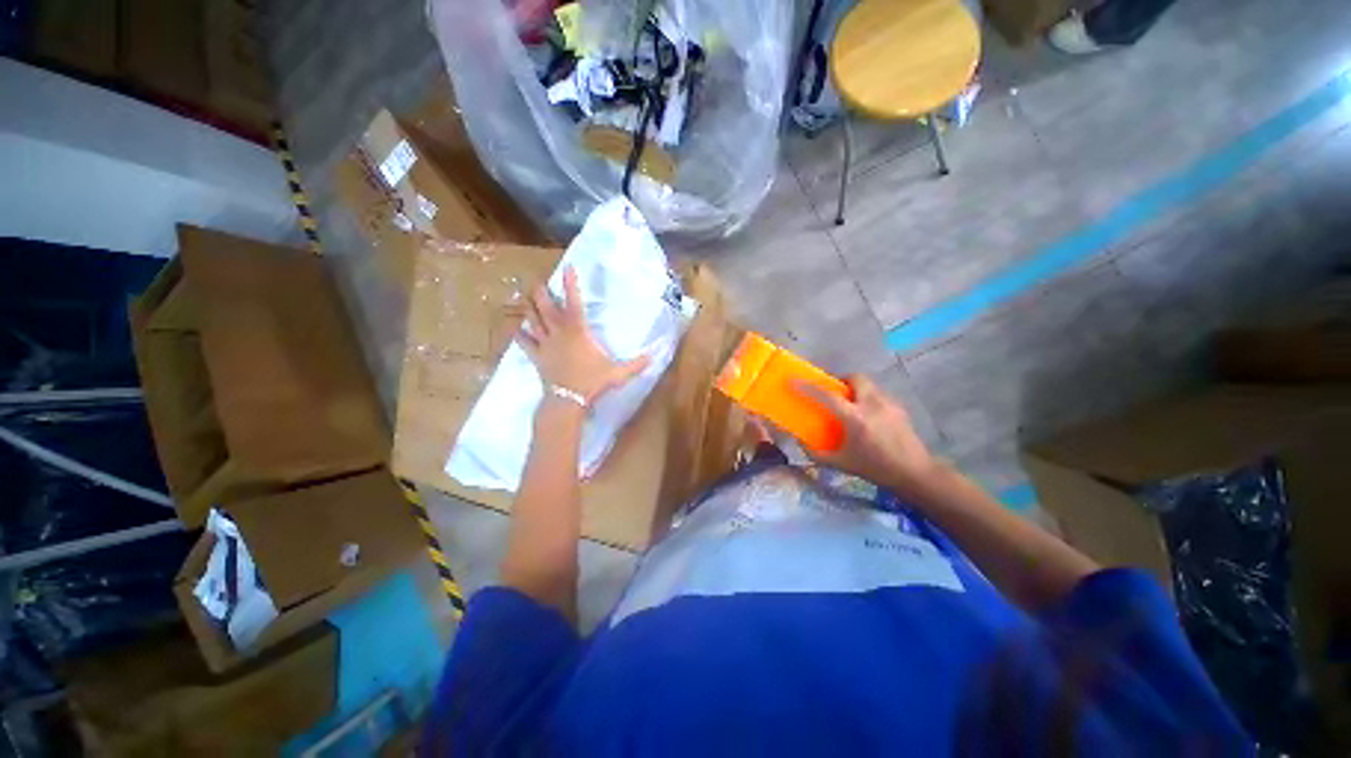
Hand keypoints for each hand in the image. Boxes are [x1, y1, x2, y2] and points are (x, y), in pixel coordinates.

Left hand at [517, 266, 649, 404]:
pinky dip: (520, 335)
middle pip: (546, 307)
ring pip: (532, 320)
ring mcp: (545, 344)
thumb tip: (654, 357)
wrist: (568, 400)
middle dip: (541, 292)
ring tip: (525, 296)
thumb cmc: (593, 382)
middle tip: (539, 282)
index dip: (570, 284)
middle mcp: (558, 333)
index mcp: (578, 331)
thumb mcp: (618, 373)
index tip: (567, 267)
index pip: (573, 302)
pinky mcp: (537, 357)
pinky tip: (517, 330)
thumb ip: (636, 364)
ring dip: (529, 308)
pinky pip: (525, 343)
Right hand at [793, 374, 939, 494]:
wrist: (915, 474)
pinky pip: (878, 395)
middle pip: (854, 378)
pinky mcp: (899, 408)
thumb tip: (800, 442)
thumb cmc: (875, 468)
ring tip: (849, 405)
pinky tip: (867, 416)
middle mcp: (872, 405)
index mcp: (855, 418)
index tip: (793, 380)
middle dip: (840, 381)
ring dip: (855, 389)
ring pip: (868, 385)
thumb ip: (817, 453)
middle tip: (832, 393)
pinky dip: (867, 398)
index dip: (808, 387)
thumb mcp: (841, 464)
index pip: (827, 396)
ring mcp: (889, 404)